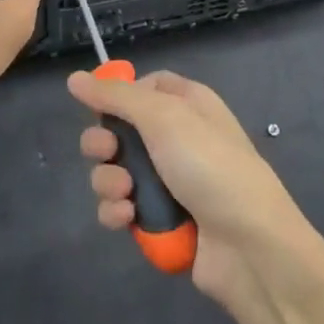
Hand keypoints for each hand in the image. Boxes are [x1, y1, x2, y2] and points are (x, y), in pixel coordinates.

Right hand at [69, 70, 310, 305]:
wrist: (248, 245)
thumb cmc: (209, 165)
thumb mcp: (164, 116)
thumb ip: (116, 96)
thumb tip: (74, 77)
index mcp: (187, 104)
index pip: (144, 87)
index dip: (118, 95)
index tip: (100, 108)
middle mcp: (177, 138)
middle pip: (121, 130)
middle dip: (103, 143)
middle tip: (105, 153)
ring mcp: (169, 182)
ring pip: (116, 171)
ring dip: (109, 181)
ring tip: (123, 193)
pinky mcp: (161, 221)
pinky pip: (123, 208)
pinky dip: (117, 212)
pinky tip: (127, 218)